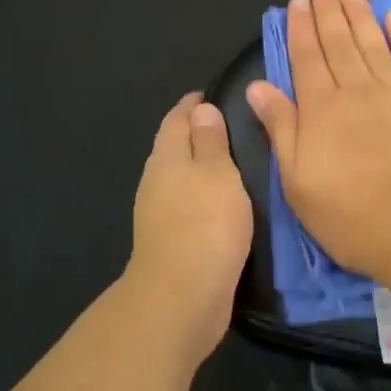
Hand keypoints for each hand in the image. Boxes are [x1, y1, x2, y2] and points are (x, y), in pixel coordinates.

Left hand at [125, 93, 253, 362]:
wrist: (182, 296)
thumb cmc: (205, 224)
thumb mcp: (216, 173)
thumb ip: (209, 140)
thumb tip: (200, 109)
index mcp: (166, 158)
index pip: (177, 119)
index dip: (193, 104)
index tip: (212, 94)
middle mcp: (156, 182)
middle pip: (174, 147)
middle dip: (196, 133)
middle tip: (231, 124)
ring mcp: (160, 214)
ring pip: (181, 178)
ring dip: (201, 167)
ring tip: (234, 161)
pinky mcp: (172, 241)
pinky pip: (189, 205)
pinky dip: (204, 195)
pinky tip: (224, 202)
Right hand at [246, 0, 390, 281]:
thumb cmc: (350, 216)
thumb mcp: (298, 181)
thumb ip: (280, 128)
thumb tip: (259, 86)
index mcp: (322, 110)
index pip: (307, 58)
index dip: (300, 27)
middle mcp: (358, 91)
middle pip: (339, 43)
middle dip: (328, 9)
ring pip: (374, 44)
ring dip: (360, 14)